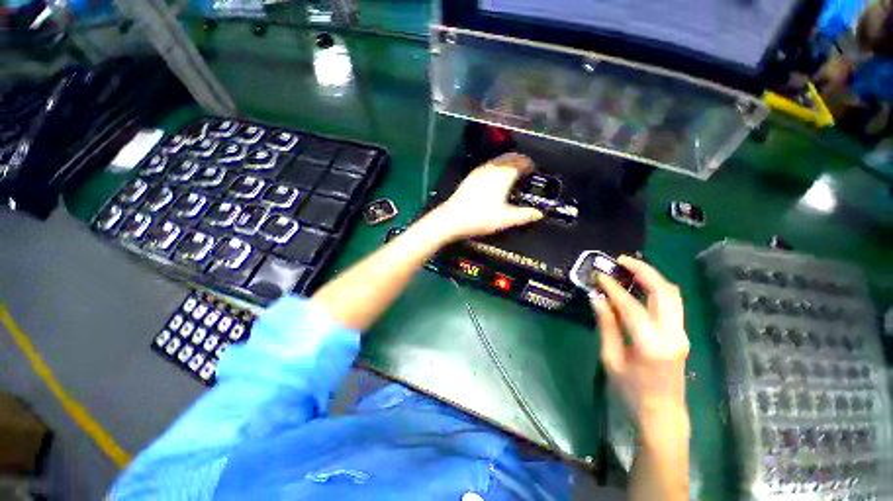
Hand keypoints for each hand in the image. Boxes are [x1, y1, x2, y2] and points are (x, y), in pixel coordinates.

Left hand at [432, 153, 543, 240]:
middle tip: (525, 173)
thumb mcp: (506, 219)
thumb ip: (525, 215)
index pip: (522, 161)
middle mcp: (492, 167)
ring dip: (508, 164)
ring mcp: (480, 170)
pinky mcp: (472, 176)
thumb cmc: (481, 218)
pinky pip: (489, 166)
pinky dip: (498, 168)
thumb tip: (539, 214)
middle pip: (510, 157)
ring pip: (499, 160)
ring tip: (512, 177)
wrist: (452, 218)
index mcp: (503, 174)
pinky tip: (496, 181)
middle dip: (520, 162)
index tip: (534, 172)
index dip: (530, 165)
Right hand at [591, 256, 689, 428]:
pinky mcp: (682, 334)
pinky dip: (657, 289)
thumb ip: (606, 325)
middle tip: (621, 260)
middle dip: (643, 271)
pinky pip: (672, 304)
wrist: (663, 414)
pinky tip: (641, 285)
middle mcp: (672, 335)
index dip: (613, 287)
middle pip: (664, 292)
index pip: (631, 305)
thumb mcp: (611, 358)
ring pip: (673, 295)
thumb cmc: (630, 390)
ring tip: (630, 267)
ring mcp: (682, 334)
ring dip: (652, 277)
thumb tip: (597, 298)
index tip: (599, 275)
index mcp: (650, 344)